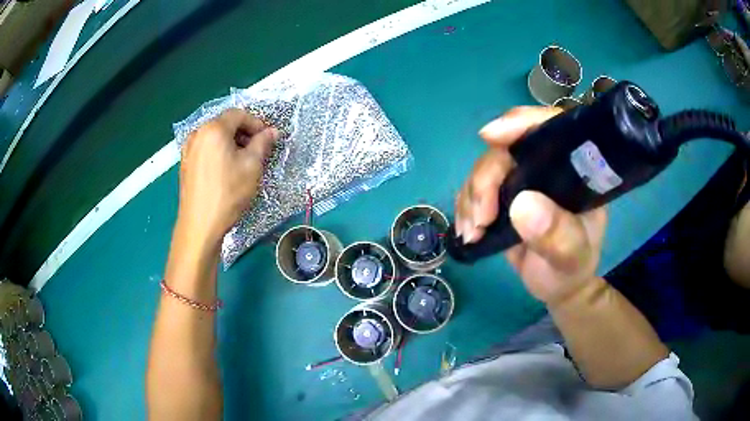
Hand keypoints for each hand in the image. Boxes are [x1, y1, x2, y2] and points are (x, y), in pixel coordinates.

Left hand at [177, 109, 278, 246]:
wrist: (200, 224)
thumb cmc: (228, 193)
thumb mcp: (252, 166)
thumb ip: (263, 143)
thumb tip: (272, 132)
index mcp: (214, 129)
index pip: (239, 114)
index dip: (257, 123)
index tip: (268, 138)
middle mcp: (198, 133)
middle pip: (225, 123)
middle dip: (243, 133)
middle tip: (257, 150)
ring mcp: (188, 149)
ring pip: (214, 136)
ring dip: (231, 142)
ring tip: (242, 161)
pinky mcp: (185, 163)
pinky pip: (205, 148)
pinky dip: (218, 151)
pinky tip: (225, 169)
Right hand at [455, 106, 606, 305]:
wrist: (556, 285)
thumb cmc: (572, 269)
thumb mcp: (572, 257)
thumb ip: (557, 235)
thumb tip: (522, 204)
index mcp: (572, 170)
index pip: (550, 128)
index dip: (521, 123)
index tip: (491, 136)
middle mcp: (545, 166)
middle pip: (507, 149)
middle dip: (486, 180)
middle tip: (481, 219)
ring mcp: (522, 179)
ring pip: (485, 167)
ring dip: (471, 198)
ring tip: (473, 233)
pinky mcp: (503, 194)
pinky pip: (474, 188)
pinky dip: (465, 207)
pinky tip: (467, 232)